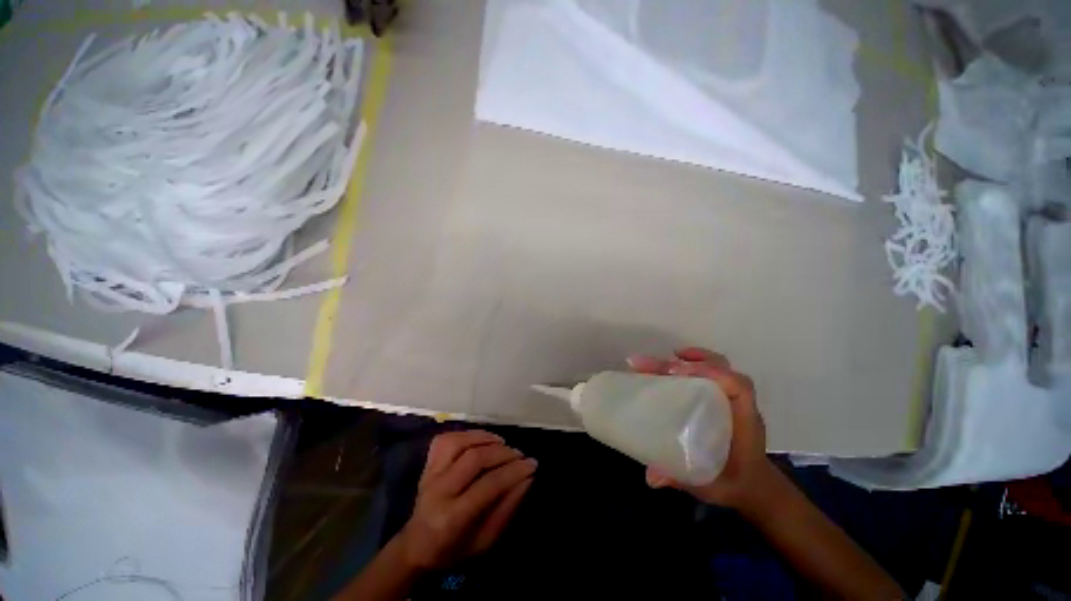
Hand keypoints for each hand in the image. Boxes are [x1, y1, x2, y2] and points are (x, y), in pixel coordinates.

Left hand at [396, 430, 536, 570]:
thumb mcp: (486, 540)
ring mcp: (430, 474)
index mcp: (452, 517)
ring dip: (485, 438)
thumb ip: (507, 508)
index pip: (488, 485)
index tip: (532, 464)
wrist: (417, 546)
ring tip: (502, 443)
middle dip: (503, 453)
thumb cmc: (455, 549)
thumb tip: (527, 477)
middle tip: (519, 455)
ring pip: (459, 442)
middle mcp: (439, 490)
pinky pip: (446, 439)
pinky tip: (481, 439)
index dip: (513, 472)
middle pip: (474, 459)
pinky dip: (467, 434)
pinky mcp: (427, 464)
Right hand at [628, 347, 777, 511]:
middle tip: (650, 365)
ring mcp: (732, 399)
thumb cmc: (735, 483)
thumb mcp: (709, 486)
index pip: (738, 386)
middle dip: (684, 363)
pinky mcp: (722, 398)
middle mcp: (740, 404)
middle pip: (721, 370)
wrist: (755, 485)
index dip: (710, 372)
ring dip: (692, 358)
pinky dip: (693, 364)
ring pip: (719, 366)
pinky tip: (672, 367)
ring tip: (664, 358)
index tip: (675, 373)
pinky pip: (712, 373)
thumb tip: (650, 476)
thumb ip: (681, 479)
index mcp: (744, 422)